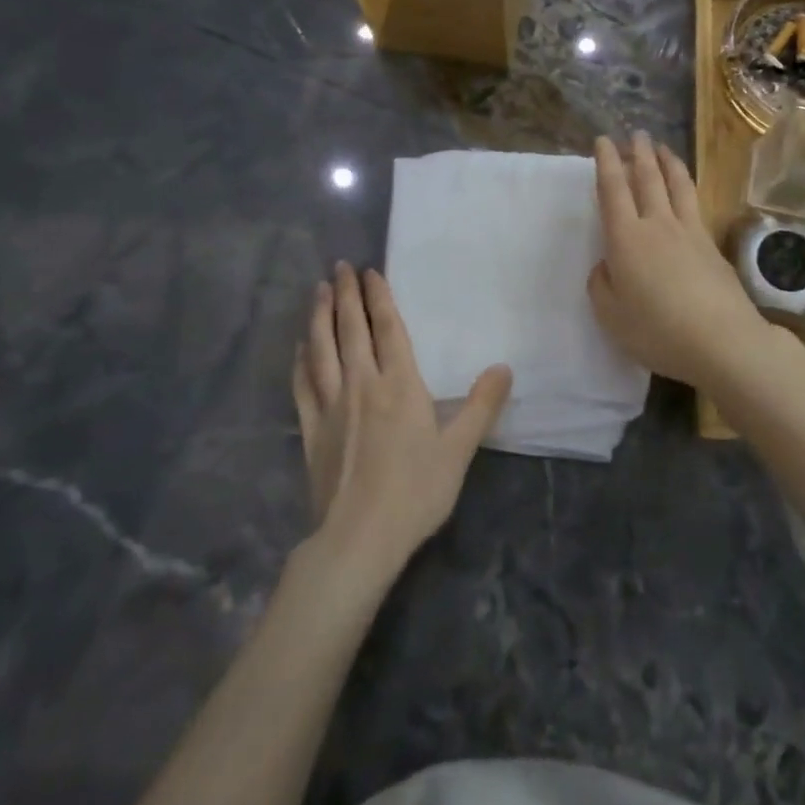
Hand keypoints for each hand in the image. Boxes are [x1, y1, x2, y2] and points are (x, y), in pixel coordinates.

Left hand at [292, 263, 511, 574]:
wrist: (359, 538)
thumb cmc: (416, 491)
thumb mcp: (459, 449)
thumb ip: (481, 406)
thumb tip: (504, 367)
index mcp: (400, 385)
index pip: (388, 329)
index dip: (379, 298)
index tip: (369, 271)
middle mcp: (362, 384)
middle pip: (351, 330)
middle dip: (345, 295)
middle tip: (339, 267)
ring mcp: (332, 406)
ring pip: (321, 350)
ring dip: (319, 317)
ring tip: (317, 291)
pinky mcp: (312, 430)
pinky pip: (303, 385)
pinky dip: (301, 361)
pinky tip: (300, 348)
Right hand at [588, 133, 795, 392]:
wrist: (722, 340)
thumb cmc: (657, 330)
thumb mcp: (611, 316)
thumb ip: (602, 285)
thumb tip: (608, 265)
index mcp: (626, 238)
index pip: (613, 190)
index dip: (606, 163)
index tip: (603, 141)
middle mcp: (657, 224)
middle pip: (648, 178)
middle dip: (639, 153)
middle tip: (635, 134)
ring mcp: (689, 232)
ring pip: (676, 185)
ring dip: (667, 161)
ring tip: (662, 147)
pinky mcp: (712, 245)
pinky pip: (694, 202)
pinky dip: (686, 185)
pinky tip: (686, 189)